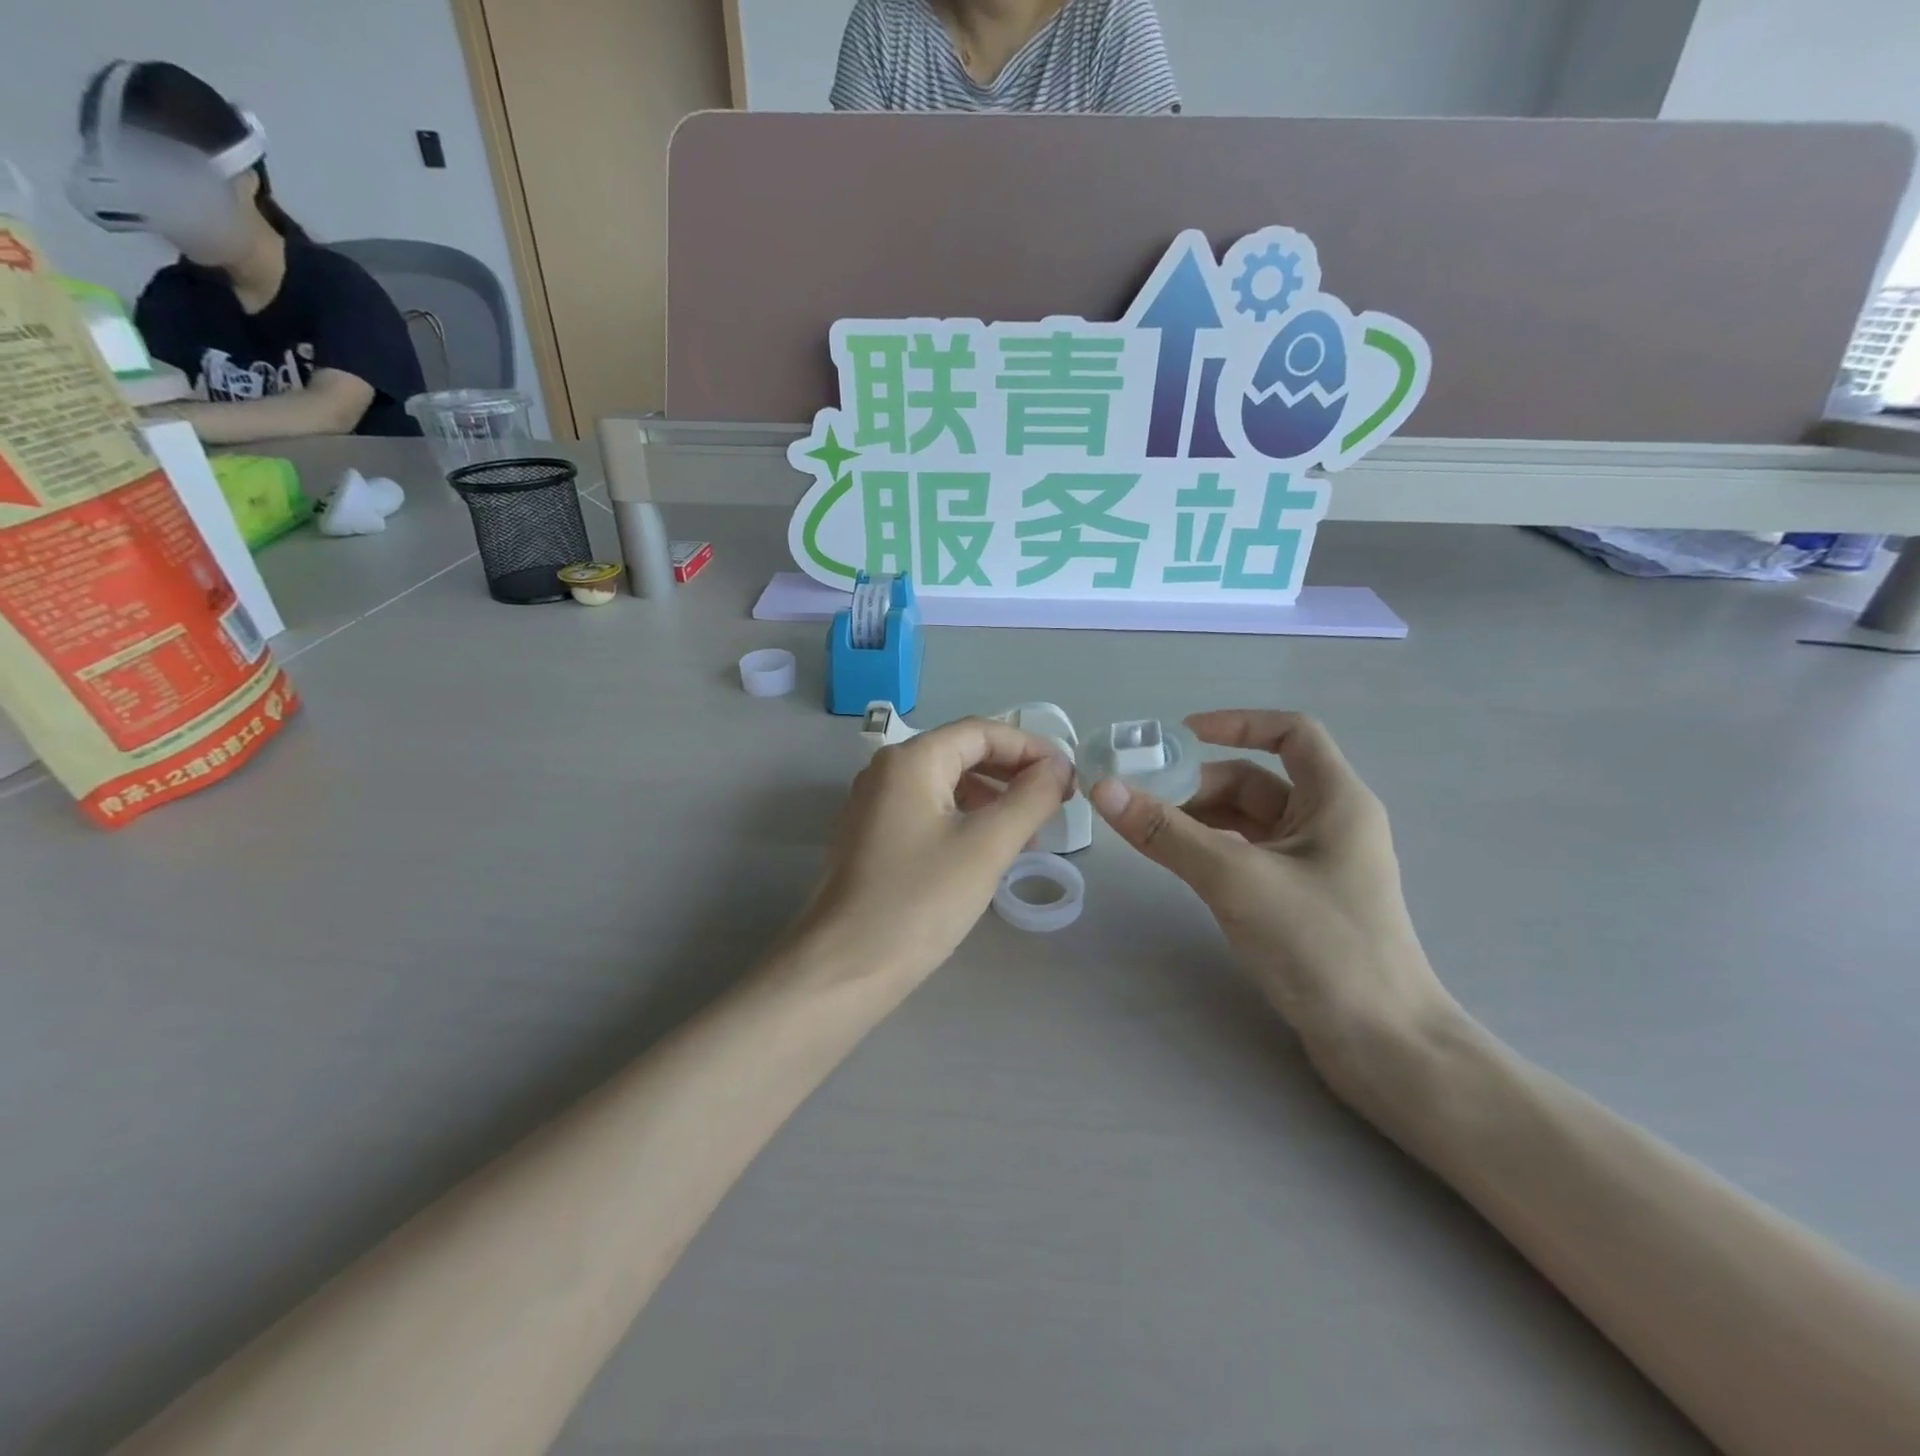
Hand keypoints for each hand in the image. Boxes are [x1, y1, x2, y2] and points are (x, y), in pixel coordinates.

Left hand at [794, 717, 1074, 984]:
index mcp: (911, 759)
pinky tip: (989, 851)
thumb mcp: (987, 846)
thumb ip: (1030, 798)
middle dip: (1013, 773)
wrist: (844, 967)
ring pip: (947, 784)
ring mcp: (875, 804)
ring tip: (1030, 834)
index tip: (1069, 777)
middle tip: (1055, 803)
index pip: (982, 731)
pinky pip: (930, 811)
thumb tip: (1058, 768)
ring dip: (993, 799)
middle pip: (963, 753)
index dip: (1031, 748)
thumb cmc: (920, 900)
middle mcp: (888, 770)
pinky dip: (966, 819)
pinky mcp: (873, 838)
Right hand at [1088, 711, 1457, 1107]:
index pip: (1291, 733)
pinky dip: (1213, 851)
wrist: (1383, 1045)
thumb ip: (1167, 833)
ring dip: (1201, 819)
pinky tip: (1181, 866)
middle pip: (1258, 781)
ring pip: (1249, 822)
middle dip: (1200, 784)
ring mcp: (1316, 865)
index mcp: (1336, 800)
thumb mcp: (1236, 879)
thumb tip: (1104, 788)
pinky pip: (1249, 856)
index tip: (1179, 736)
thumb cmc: (1321, 946)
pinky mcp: (1302, 901)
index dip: (1236, 723)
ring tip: (1149, 834)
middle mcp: (1330, 823)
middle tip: (1143, 801)